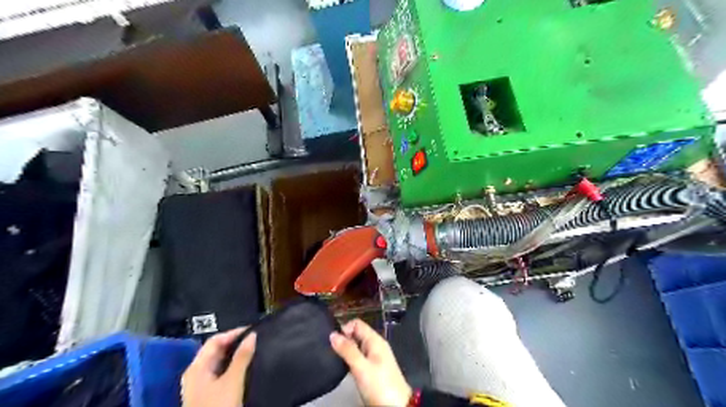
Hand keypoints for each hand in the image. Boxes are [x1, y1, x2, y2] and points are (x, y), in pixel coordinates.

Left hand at [182, 327, 256, 406]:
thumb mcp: (233, 381)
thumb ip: (242, 357)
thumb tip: (252, 335)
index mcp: (196, 368)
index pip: (215, 341)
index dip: (233, 333)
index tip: (253, 330)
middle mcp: (196, 374)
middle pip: (216, 351)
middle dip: (235, 343)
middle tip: (255, 339)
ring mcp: (201, 386)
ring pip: (219, 362)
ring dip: (235, 355)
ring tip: (254, 350)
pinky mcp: (208, 396)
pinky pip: (221, 373)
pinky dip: (233, 366)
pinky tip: (246, 367)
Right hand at [331, 320, 410, 405]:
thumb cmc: (380, 385)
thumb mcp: (361, 367)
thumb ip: (347, 350)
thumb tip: (332, 334)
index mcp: (375, 340)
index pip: (357, 324)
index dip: (344, 328)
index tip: (333, 341)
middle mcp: (375, 346)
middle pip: (356, 334)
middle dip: (343, 339)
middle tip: (330, 351)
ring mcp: (374, 358)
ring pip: (356, 347)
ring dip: (346, 350)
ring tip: (334, 359)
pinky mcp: (372, 370)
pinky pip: (358, 358)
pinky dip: (350, 360)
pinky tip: (343, 368)